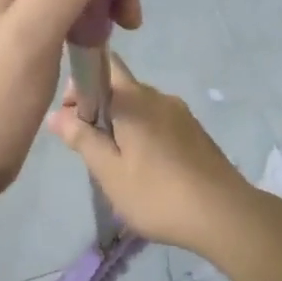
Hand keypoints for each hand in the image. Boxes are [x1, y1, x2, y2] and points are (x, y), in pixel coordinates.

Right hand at [45, 54, 253, 250]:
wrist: (224, 214)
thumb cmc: (158, 194)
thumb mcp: (110, 172)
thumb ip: (82, 138)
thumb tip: (57, 114)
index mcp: (134, 99)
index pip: (103, 66)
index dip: (80, 85)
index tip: (71, 118)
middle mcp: (159, 97)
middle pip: (121, 87)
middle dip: (99, 109)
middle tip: (92, 149)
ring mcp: (181, 114)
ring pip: (141, 107)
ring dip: (122, 125)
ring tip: (118, 165)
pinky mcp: (195, 132)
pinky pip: (159, 122)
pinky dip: (144, 135)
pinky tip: (147, 170)